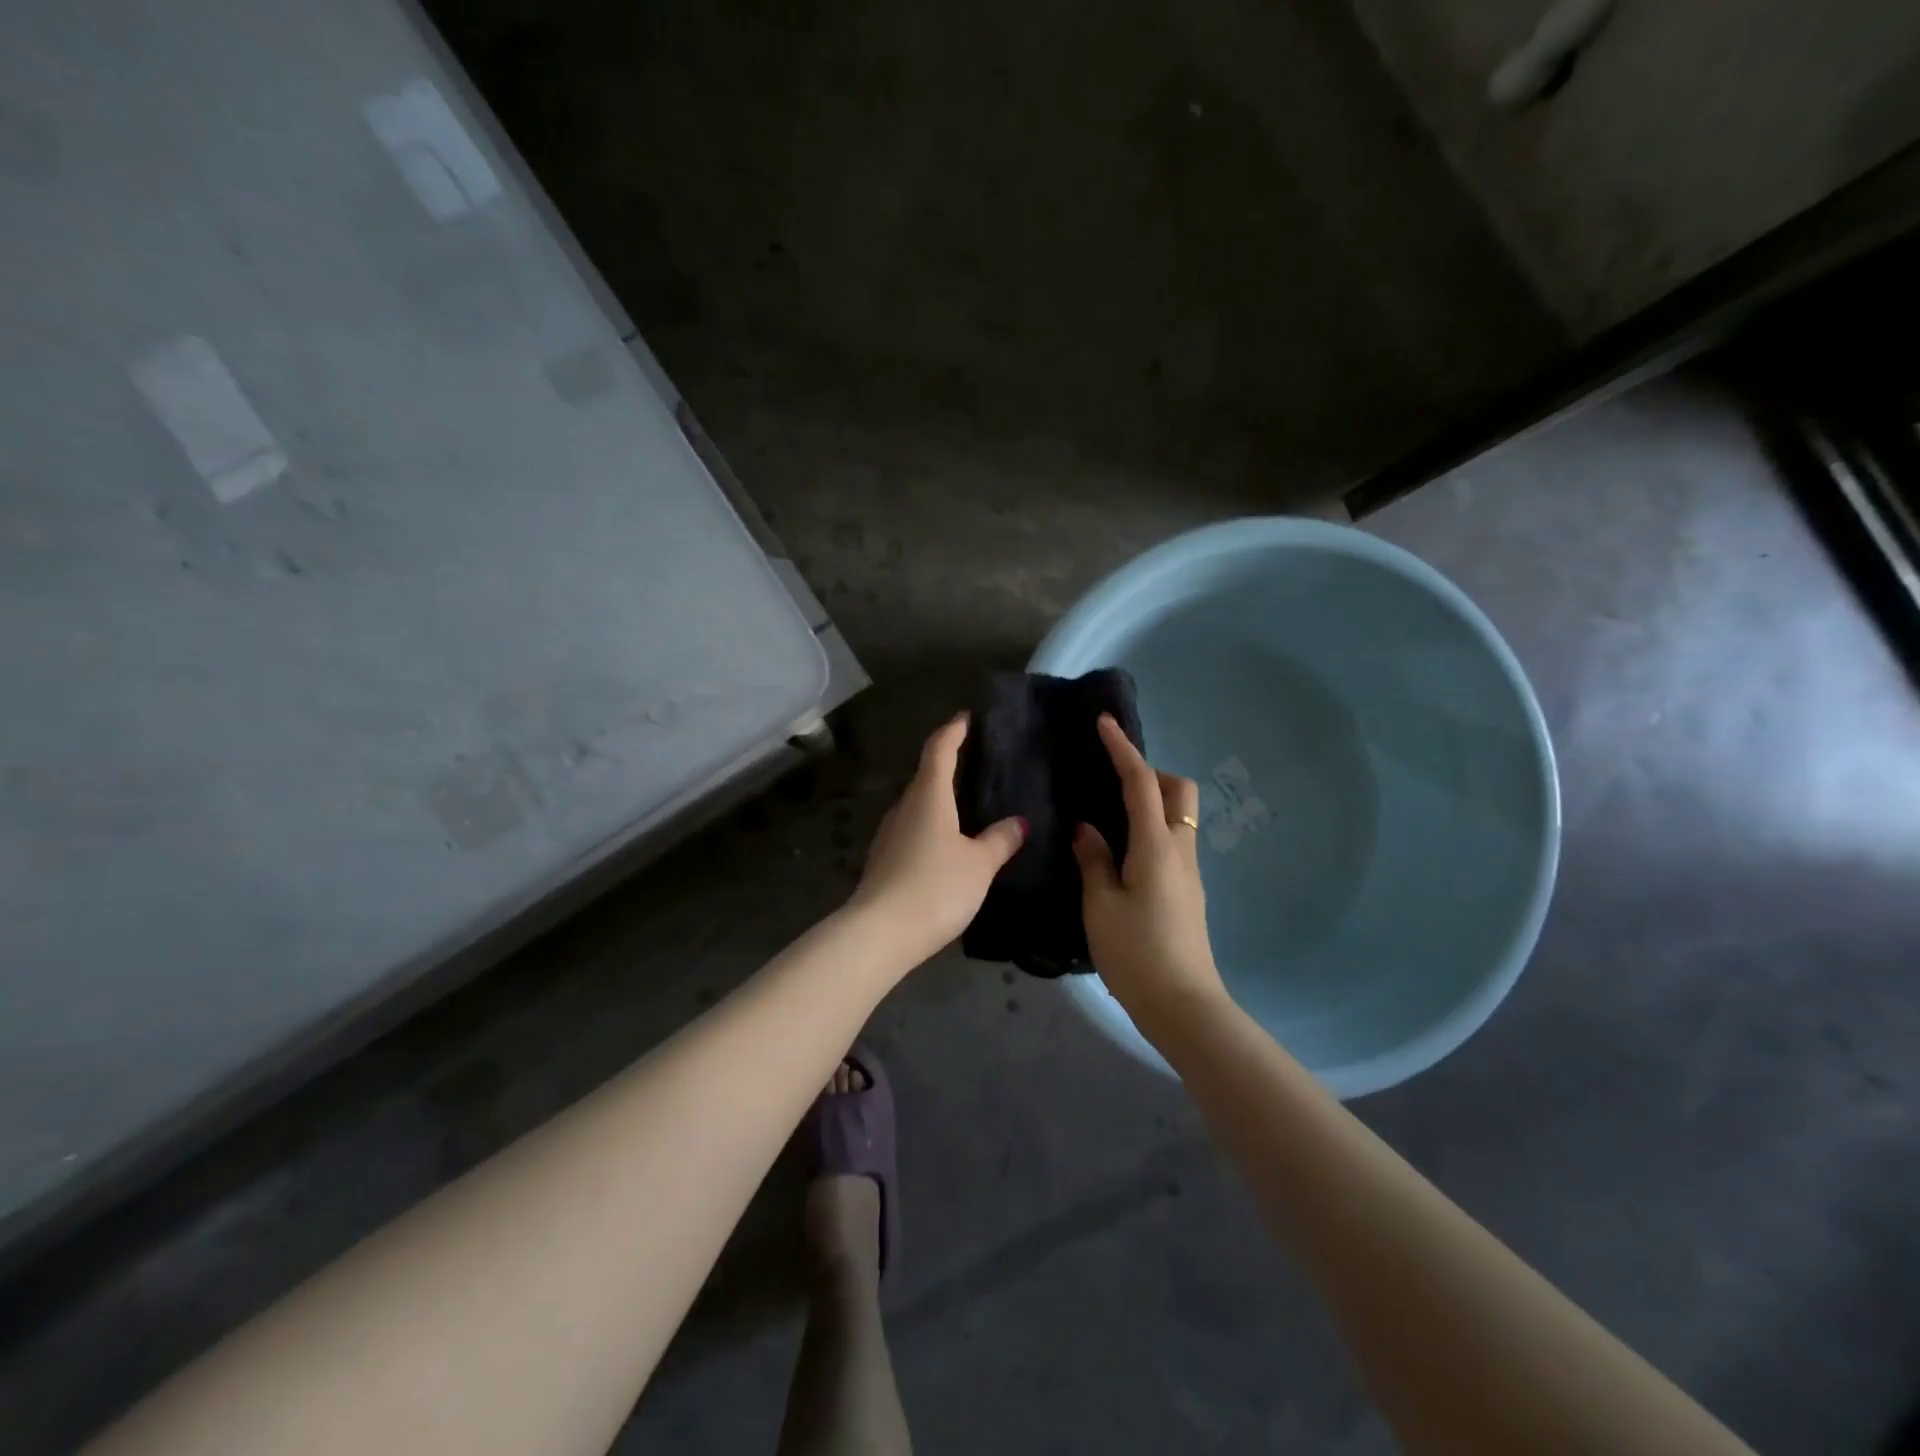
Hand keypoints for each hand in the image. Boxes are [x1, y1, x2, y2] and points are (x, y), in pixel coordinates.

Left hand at [848, 713, 1026, 968]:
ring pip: (918, 804)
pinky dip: (932, 824)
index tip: (966, 718)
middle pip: (926, 775)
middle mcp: (905, 807)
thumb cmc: (935, 887)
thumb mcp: (979, 864)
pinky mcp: (884, 860)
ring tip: (967, 801)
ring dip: (939, 797)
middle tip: (976, 760)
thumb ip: (1000, 840)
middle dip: (948, 763)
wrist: (880, 933)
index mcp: (929, 796)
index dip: (954, 731)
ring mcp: (890, 834)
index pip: (939, 750)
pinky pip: (913, 829)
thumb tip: (1019, 822)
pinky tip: (947, 842)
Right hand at [1072, 715, 1226, 1027]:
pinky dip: (1152, 828)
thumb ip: (1094, 860)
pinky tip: (1122, 852)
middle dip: (1151, 773)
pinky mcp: (1188, 890)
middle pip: (1179, 790)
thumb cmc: (1135, 952)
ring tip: (1111, 815)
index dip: (1123, 749)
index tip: (1105, 724)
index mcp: (1156, 845)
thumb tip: (1089, 830)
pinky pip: (1173, 840)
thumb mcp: (1101, 905)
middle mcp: (1180, 849)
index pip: (1141, 783)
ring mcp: (1189, 871)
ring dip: (1153, 801)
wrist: (1182, 1004)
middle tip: (1113, 782)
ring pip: (1180, 816)